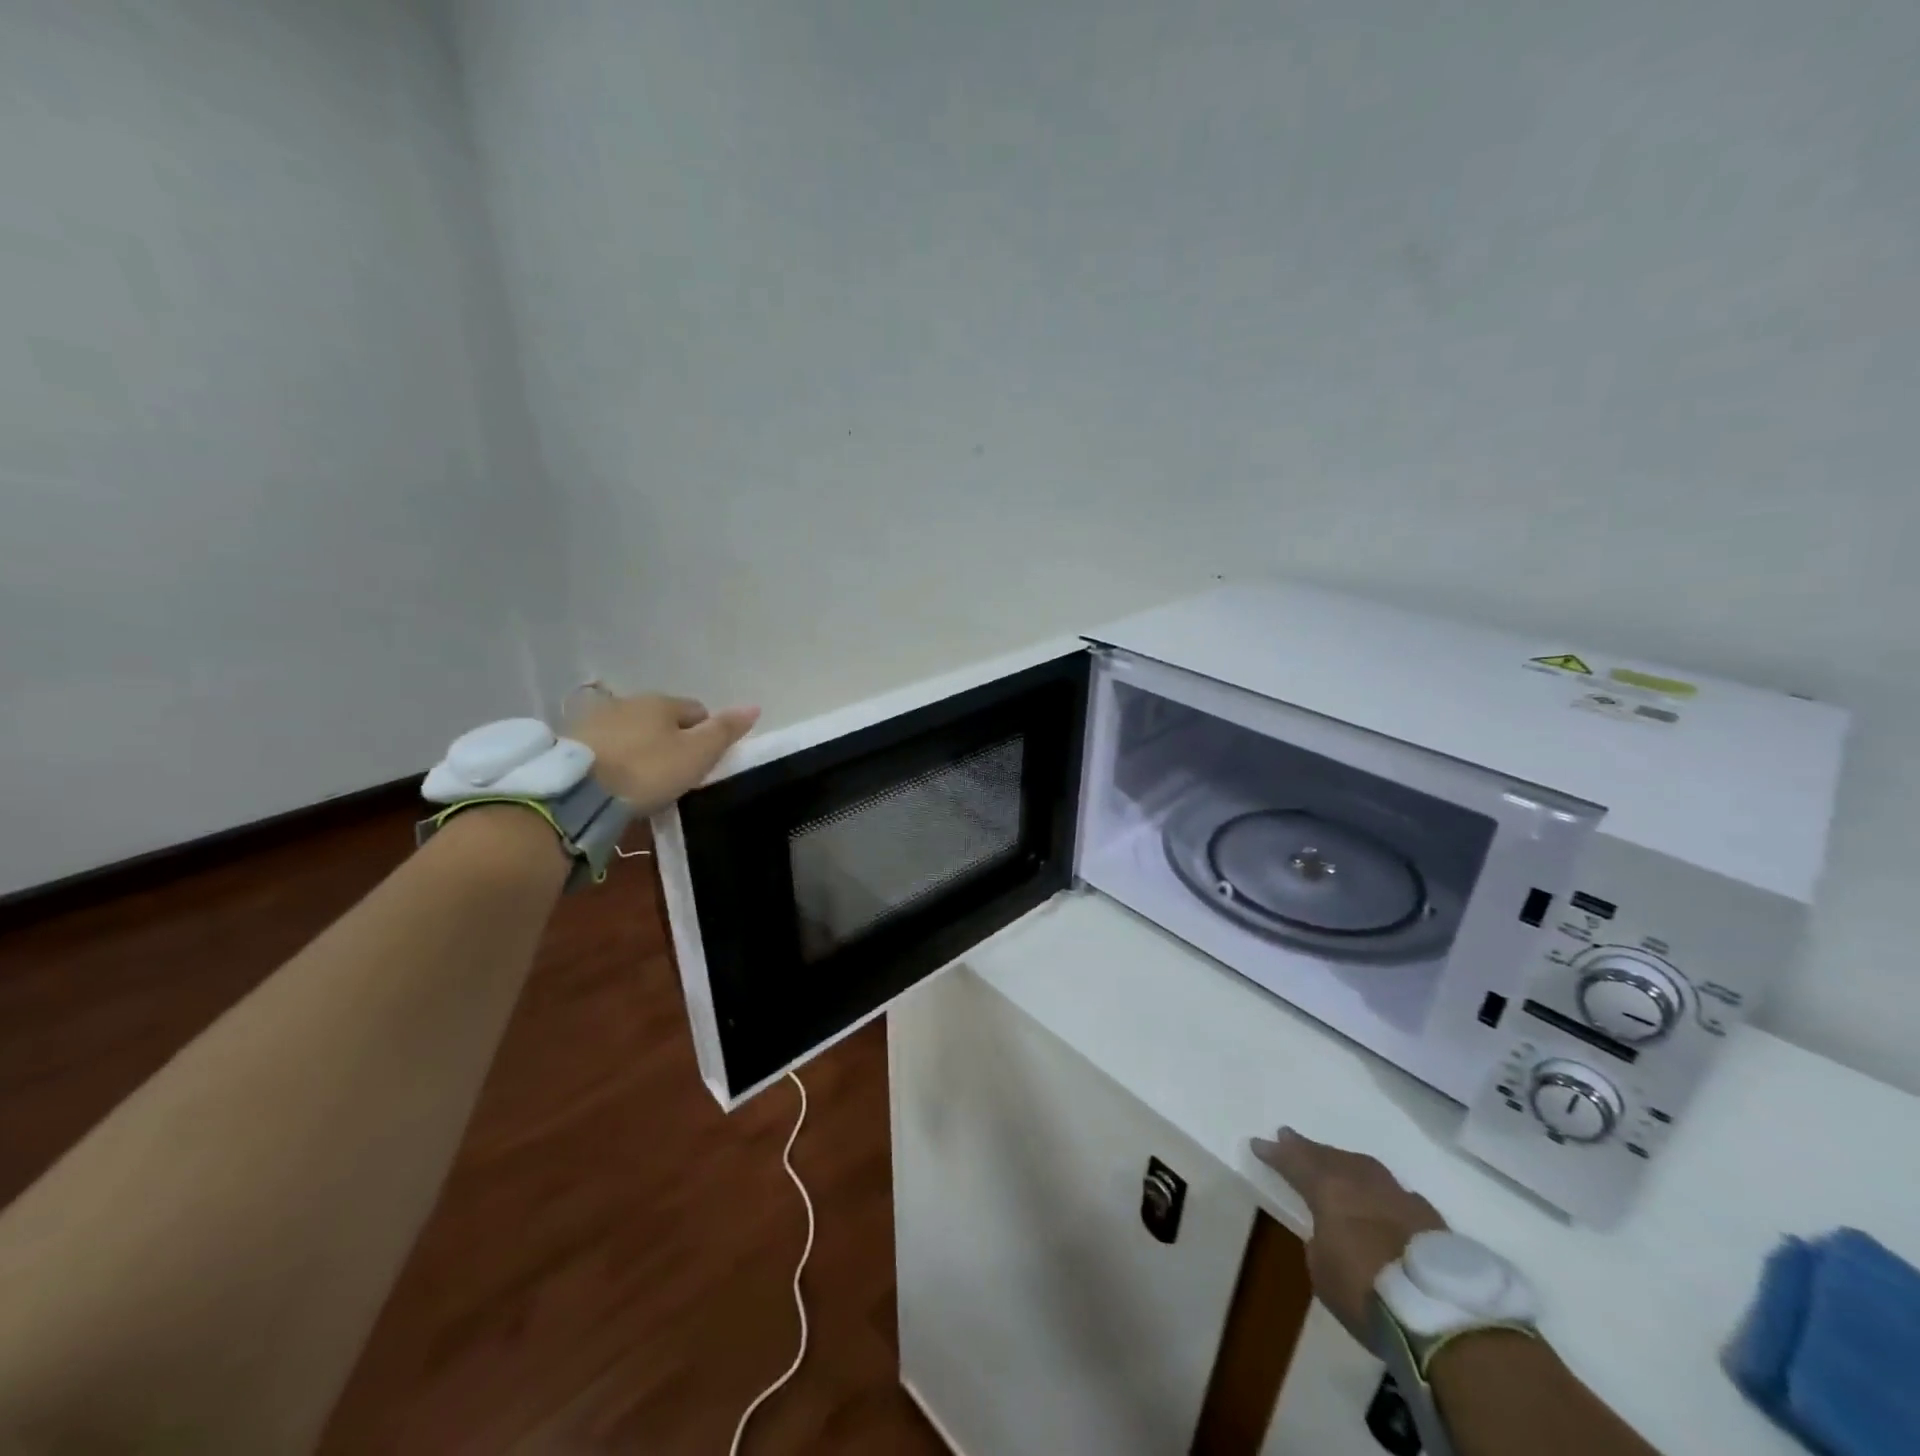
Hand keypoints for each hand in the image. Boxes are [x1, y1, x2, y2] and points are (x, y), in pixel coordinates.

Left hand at [568, 691, 759, 813]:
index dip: (706, 735)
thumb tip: (754, 706)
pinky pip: (606, 745)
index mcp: (662, 702)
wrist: (577, 791)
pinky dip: (615, 757)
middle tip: (674, 774)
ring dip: (641, 747)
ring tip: (642, 780)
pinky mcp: (571, 742)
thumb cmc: (647, 771)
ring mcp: (596, 719)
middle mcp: (629, 701)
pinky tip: (615, 779)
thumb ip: (725, 731)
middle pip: (662, 719)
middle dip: (671, 740)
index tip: (702, 764)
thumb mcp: (696, 755)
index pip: (697, 711)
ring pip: (632, 730)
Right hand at [1251, 1128, 1446, 1343]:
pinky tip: (1382, 1195)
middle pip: (1329, 1156)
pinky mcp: (1430, 1217)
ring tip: (1334, 1160)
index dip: (1275, 1153)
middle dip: (1307, 1148)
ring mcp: (1398, 1195)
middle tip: (1290, 1136)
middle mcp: (1361, 1182)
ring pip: (1364, 1166)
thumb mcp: (1323, 1271)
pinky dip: (1381, 1189)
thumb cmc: (1366, 1293)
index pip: (1293, 1162)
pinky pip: (1396, 1191)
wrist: (1441, 1313)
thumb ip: (1321, 1241)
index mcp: (1328, 1190)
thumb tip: (1330, 1232)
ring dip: (1344, 1162)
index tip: (1258, 1143)